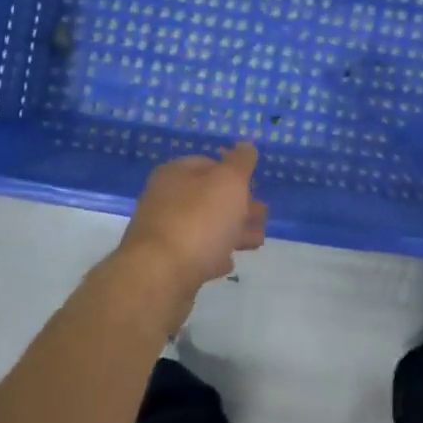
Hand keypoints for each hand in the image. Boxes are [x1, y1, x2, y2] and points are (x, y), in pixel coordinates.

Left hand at [116, 143, 267, 321]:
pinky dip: (214, 254)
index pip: (207, 163)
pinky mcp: (166, 265)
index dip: (234, 172)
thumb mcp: (228, 183)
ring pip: (205, 226)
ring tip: (257, 240)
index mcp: (175, 174)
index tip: (256, 186)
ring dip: (232, 231)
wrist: (159, 277)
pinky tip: (228, 262)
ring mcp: (163, 233)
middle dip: (238, 205)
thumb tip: (246, 145)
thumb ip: (240, 163)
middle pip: (208, 197)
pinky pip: (196, 254)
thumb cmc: (198, 221)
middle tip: (263, 215)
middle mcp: (164, 199)